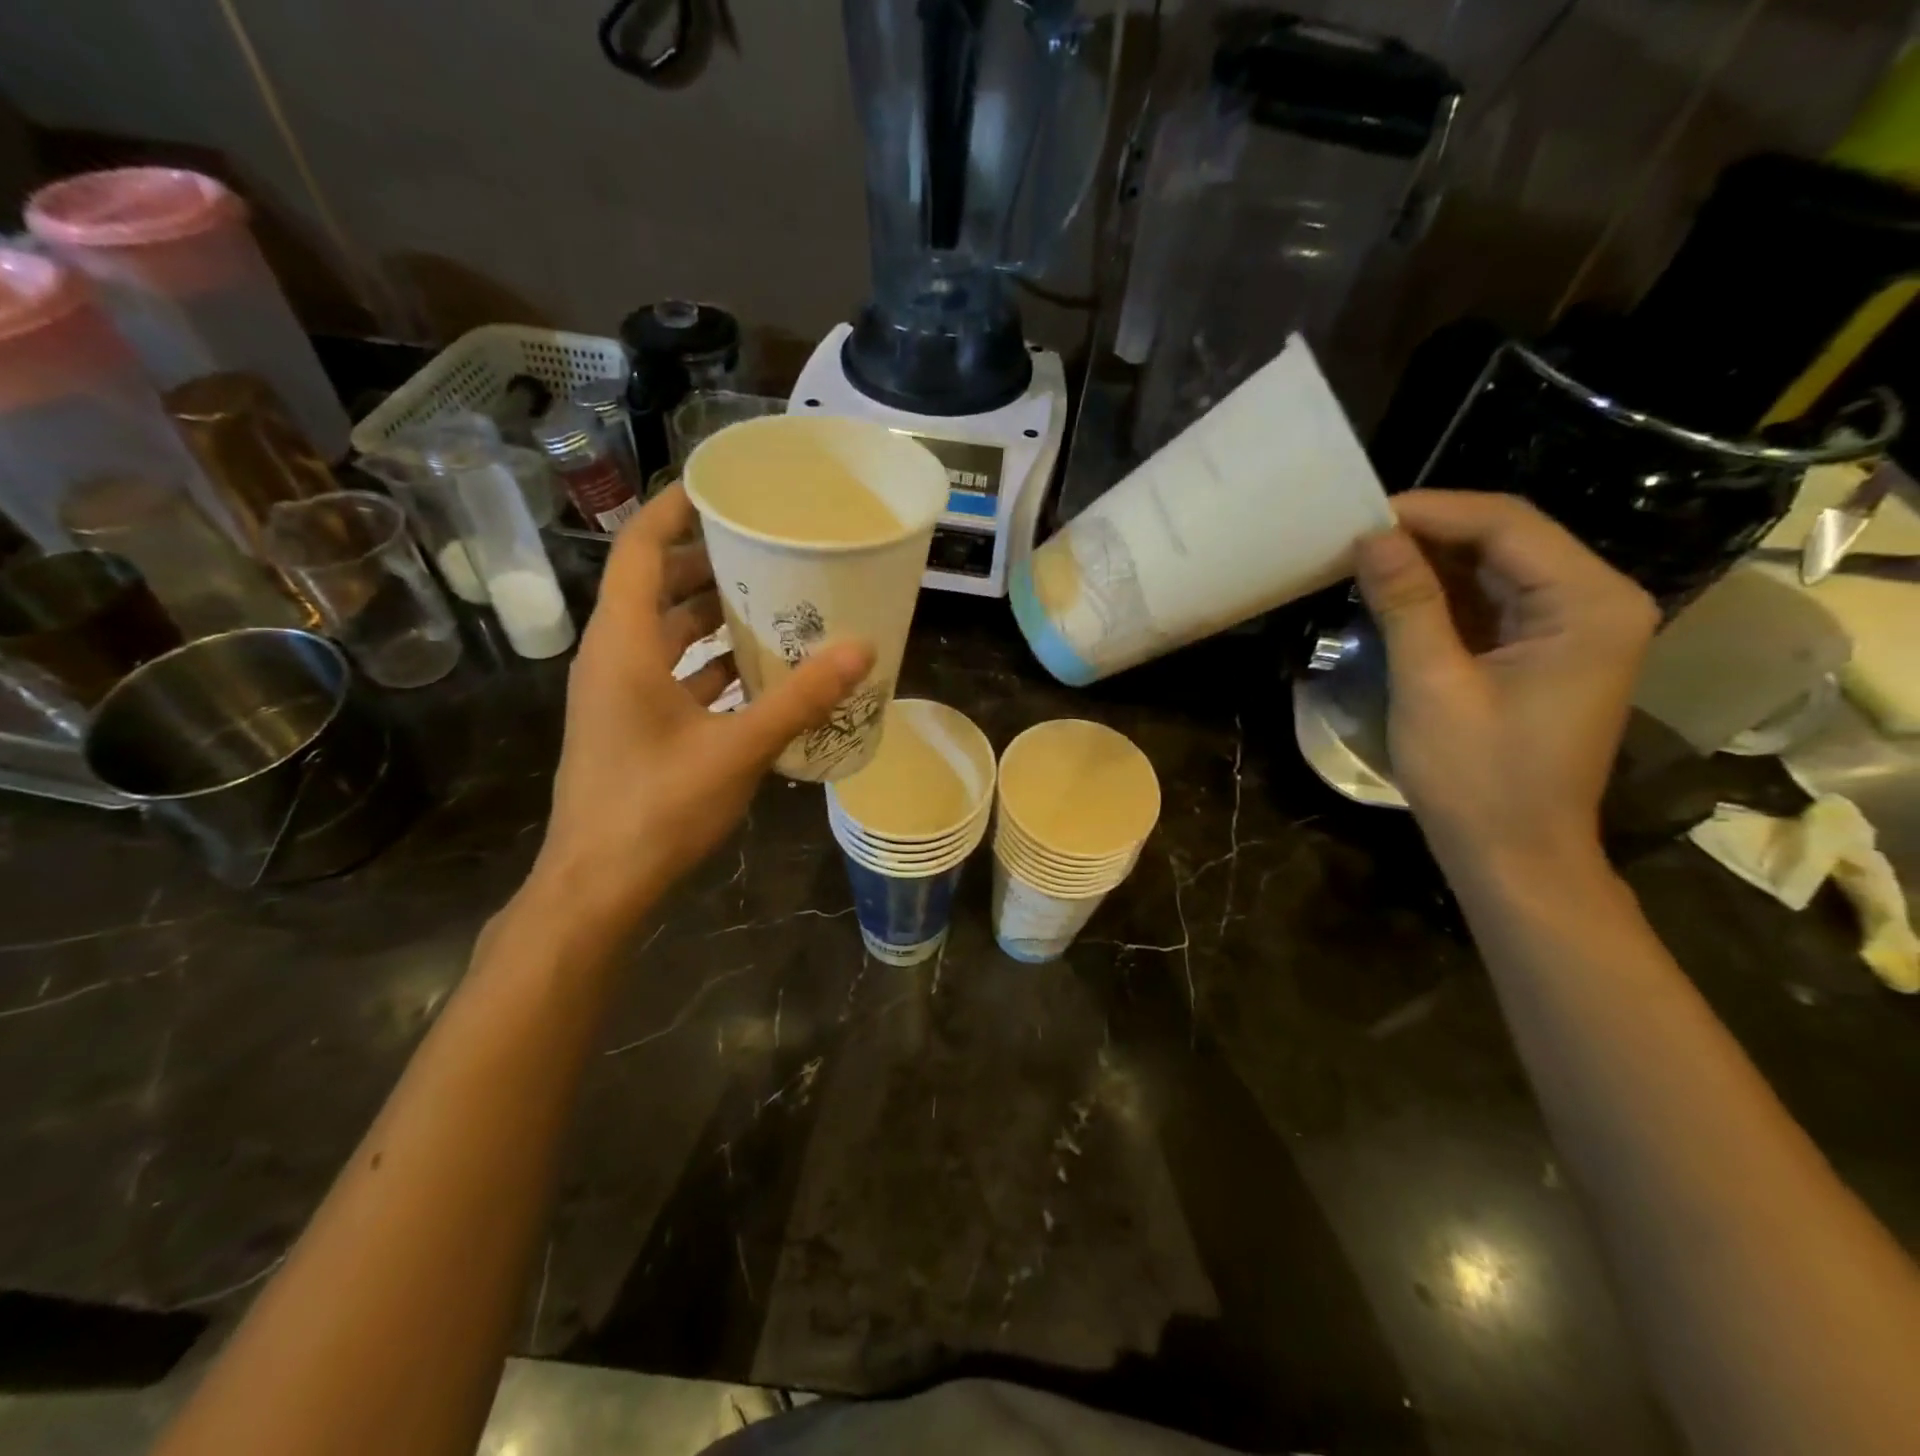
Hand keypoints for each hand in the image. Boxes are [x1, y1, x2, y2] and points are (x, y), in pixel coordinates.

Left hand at [528, 486, 873, 929]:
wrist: (598, 887)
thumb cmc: (657, 808)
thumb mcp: (738, 749)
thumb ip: (800, 698)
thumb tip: (862, 650)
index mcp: (624, 645)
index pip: (638, 549)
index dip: (673, 511)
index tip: (722, 491)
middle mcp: (614, 657)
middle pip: (655, 586)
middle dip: (707, 563)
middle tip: (769, 550)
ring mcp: (619, 694)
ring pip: (664, 633)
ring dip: (710, 616)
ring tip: (772, 604)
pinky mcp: (632, 726)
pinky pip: (671, 674)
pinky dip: (708, 664)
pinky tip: (756, 674)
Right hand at [1353, 490, 1658, 878]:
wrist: (1513, 855)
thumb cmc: (1477, 777)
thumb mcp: (1432, 684)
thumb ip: (1407, 603)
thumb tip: (1370, 537)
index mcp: (1590, 604)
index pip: (1508, 525)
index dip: (1431, 511)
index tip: (1361, 516)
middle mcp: (1596, 602)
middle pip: (1506, 539)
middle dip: (1428, 534)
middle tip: (1352, 537)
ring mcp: (1573, 628)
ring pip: (1494, 569)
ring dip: (1429, 563)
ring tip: (1361, 560)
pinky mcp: (1545, 652)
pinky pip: (1490, 603)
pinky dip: (1440, 595)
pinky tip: (1392, 593)